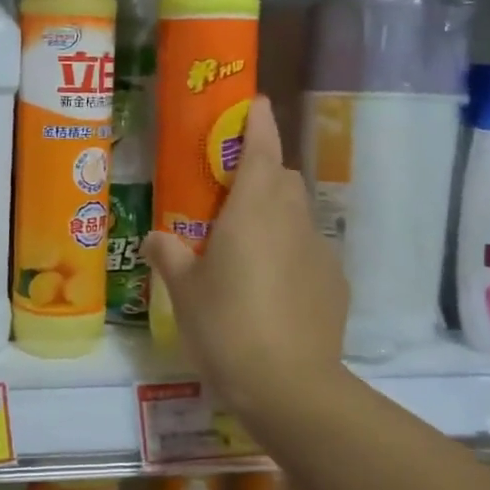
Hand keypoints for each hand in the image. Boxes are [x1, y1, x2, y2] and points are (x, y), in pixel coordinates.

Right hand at [142, 96, 346, 415]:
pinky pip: (308, 250)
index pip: (261, 147)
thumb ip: (168, 254)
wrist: (290, 386)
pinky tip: (270, 286)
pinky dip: (289, 251)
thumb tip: (154, 237)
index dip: (258, 121)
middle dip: (260, 171)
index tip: (254, 103)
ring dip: (274, 213)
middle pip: (282, 177)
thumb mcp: (184, 289)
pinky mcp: (334, 282)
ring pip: (297, 213)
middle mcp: (292, 218)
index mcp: (254, 208)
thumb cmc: (226, 324)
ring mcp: (319, 250)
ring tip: (244, 245)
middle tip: (228, 194)